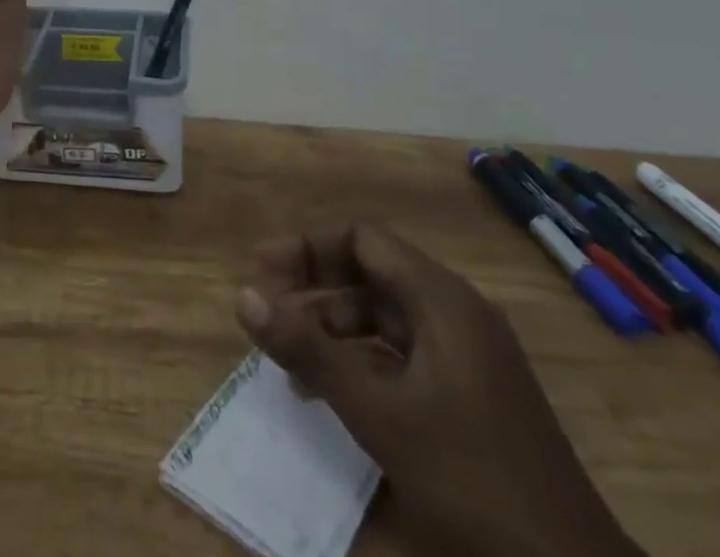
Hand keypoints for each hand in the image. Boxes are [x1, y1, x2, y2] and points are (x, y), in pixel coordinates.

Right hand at [236, 225, 642, 556]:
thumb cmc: (473, 480)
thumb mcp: (380, 415)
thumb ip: (310, 352)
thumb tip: (244, 297)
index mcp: (441, 298)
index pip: (362, 238)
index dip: (309, 248)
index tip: (264, 270)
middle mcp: (456, 311)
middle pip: (373, 271)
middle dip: (316, 286)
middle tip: (270, 311)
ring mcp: (470, 353)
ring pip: (388, 315)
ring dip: (336, 326)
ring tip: (293, 360)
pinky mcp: (474, 392)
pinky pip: (406, 352)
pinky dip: (365, 359)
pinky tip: (337, 393)